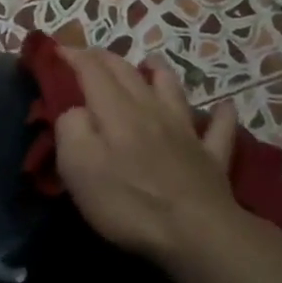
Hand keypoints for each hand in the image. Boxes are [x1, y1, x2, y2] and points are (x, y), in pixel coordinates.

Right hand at [54, 49, 256, 265]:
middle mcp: (151, 110)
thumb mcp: (78, 166)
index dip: (73, 55)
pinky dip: (221, 115)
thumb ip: (70, 128)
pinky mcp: (211, 158)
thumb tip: (75, 110)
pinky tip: (224, 108)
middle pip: (128, 73)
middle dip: (106, 58)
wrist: (196, 233)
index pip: (92, 70)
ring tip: (151, 63)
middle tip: (90, 56)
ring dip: (159, 72)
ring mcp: (186, 132)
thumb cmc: (128, 201)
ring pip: (173, 90)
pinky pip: (219, 129)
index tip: (57, 50)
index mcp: (116, 110)